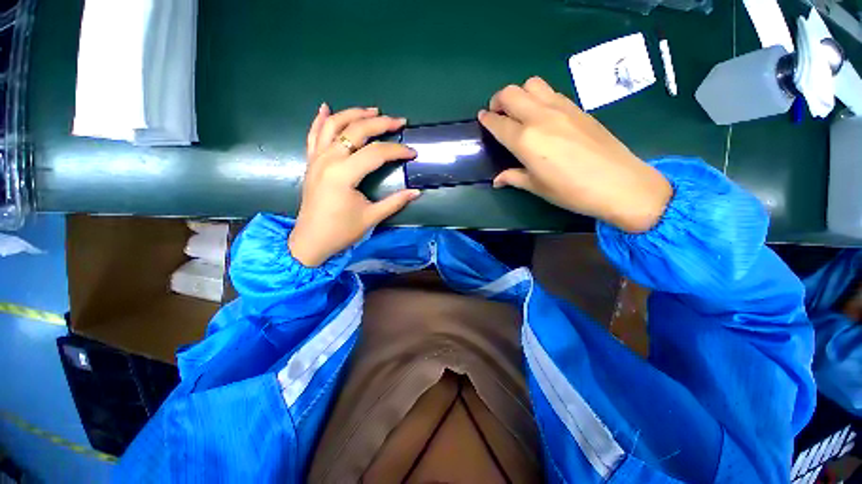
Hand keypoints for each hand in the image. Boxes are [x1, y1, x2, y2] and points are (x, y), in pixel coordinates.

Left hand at [288, 104, 419, 266]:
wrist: (311, 241)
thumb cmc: (341, 231)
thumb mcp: (371, 217)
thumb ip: (395, 202)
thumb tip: (417, 192)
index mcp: (343, 174)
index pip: (376, 153)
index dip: (397, 151)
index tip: (412, 153)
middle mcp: (328, 160)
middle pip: (355, 131)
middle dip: (380, 123)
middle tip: (399, 121)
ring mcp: (316, 159)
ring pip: (333, 126)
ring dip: (353, 114)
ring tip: (372, 110)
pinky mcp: (311, 162)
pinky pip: (313, 134)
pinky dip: (320, 119)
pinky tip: (327, 108)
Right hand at [478, 77, 671, 232]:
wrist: (618, 183)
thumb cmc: (570, 190)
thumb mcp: (536, 187)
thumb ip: (513, 177)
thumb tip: (497, 180)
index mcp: (525, 140)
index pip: (498, 123)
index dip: (487, 119)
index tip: (482, 118)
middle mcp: (539, 117)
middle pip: (511, 93)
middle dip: (499, 100)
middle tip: (499, 114)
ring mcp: (560, 108)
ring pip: (532, 84)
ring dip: (520, 94)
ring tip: (520, 111)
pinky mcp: (577, 107)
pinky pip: (551, 92)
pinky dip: (539, 97)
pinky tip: (542, 115)